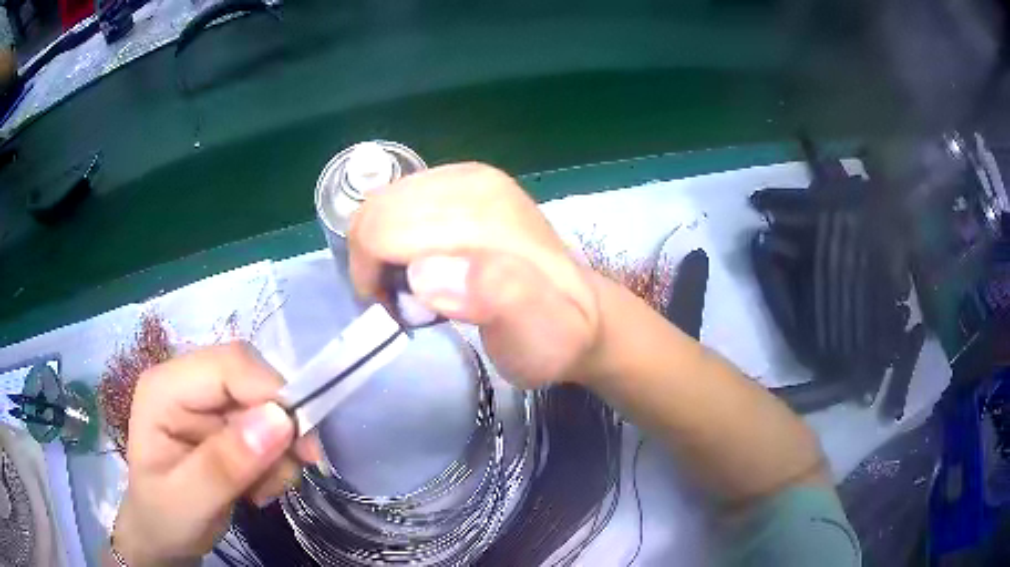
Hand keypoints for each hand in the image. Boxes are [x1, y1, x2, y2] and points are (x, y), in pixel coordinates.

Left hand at [111, 342, 317, 565]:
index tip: (303, 449)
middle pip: (250, 378)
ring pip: (265, 403)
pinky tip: (258, 487)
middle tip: (290, 473)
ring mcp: (204, 401)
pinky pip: (266, 426)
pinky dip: (276, 459)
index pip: (229, 365)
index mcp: (165, 388)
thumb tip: (280, 420)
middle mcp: (186, 383)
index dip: (272, 394)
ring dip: (279, 450)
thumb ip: (226, 463)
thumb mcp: (189, 501)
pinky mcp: (221, 422)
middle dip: (280, 426)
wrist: (162, 536)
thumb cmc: (164, 518)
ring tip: (263, 491)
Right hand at [348, 163, 600, 386]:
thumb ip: (496, 298)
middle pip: (378, 212)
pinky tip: (422, 262)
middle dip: (374, 261)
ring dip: (382, 249)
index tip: (399, 312)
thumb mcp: (535, 335)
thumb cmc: (550, 336)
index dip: (373, 276)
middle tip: (407, 301)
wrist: (580, 313)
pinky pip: (399, 201)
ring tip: (415, 285)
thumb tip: (426, 272)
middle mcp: (472, 181)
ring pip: (383, 204)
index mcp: (484, 214)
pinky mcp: (463, 181)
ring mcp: (468, 176)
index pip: (385, 229)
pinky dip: (394, 235)